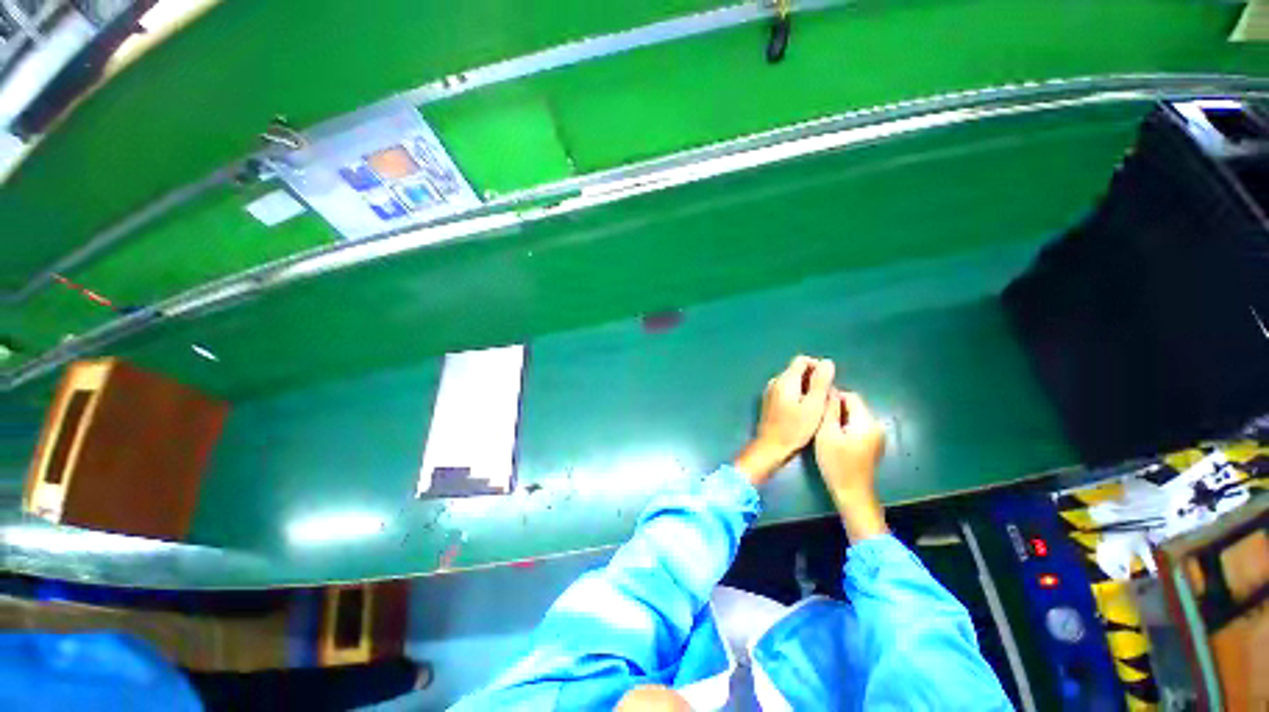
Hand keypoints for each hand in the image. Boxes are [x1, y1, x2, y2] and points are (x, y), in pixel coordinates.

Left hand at [734, 356, 834, 485]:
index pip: (802, 360)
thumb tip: (827, 362)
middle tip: (824, 397)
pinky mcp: (769, 401)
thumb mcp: (814, 406)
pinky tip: (803, 410)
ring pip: (792, 381)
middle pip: (797, 370)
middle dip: (813, 379)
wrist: (771, 446)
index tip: (828, 383)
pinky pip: (786, 390)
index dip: (818, 367)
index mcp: (785, 380)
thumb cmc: (794, 428)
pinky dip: (797, 395)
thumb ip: (820, 382)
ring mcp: (770, 391)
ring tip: (816, 405)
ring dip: (806, 388)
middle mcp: (775, 381)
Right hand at [814, 389, 888, 541]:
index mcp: (867, 421)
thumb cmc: (836, 463)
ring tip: (823, 427)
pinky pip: (858, 427)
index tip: (817, 405)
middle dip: (836, 408)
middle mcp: (877, 425)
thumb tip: (829, 390)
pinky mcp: (873, 444)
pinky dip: (846, 427)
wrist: (852, 493)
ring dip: (840, 418)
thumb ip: (829, 410)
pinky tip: (834, 438)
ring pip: (855, 417)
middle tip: (818, 418)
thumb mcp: (826, 434)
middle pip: (854, 406)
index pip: (851, 396)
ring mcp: (877, 436)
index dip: (833, 396)